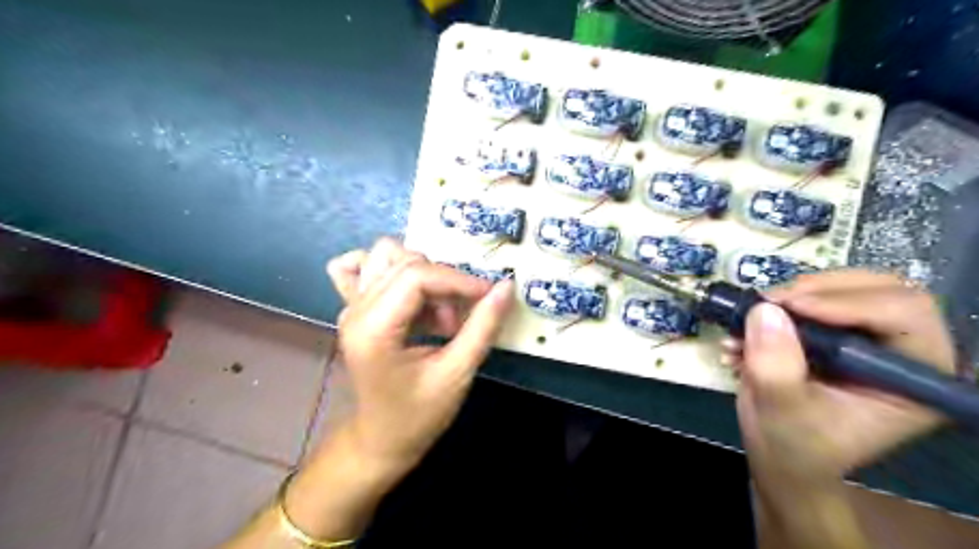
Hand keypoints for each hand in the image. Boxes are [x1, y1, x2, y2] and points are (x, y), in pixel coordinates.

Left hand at [326, 237, 515, 472]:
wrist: (381, 440)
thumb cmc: (418, 415)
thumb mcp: (456, 374)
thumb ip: (483, 327)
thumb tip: (506, 287)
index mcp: (373, 329)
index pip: (416, 276)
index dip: (459, 279)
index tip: (489, 295)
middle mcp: (355, 309)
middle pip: (404, 261)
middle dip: (444, 282)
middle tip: (462, 317)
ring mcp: (350, 306)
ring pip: (385, 255)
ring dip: (422, 275)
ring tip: (438, 313)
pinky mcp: (355, 308)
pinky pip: (362, 268)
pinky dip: (391, 270)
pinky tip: (409, 295)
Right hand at [729, 269, 953, 485]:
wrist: (781, 454)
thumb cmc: (794, 445)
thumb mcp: (782, 411)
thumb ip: (775, 367)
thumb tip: (764, 311)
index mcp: (913, 378)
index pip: (905, 315)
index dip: (848, 302)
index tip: (789, 307)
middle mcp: (899, 351)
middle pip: (877, 288)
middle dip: (816, 290)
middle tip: (768, 303)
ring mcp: (866, 337)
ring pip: (842, 287)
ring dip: (789, 296)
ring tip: (749, 319)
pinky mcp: (834, 330)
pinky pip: (811, 297)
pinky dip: (774, 306)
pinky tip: (744, 331)